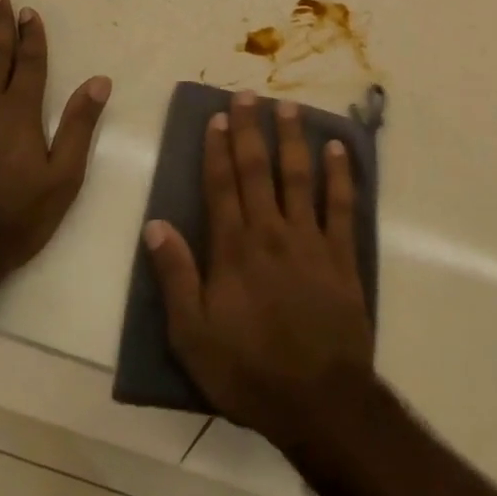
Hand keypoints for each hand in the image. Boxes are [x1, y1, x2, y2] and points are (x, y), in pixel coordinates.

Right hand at [143, 91, 375, 447]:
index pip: (221, 186)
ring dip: (293, 139)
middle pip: (258, 170)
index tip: (217, 117)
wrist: (317, 400)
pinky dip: (339, 174)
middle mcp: (270, 232)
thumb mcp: (193, 335)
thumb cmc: (248, 370)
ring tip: (288, 107)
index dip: (217, 149)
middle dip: (251, 130)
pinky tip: (337, 148)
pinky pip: (341, 205)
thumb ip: (175, 276)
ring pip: (299, 177)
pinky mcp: (341, 255)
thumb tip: (155, 225)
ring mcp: (310, 240)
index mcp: (233, 249)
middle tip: (248, 95)